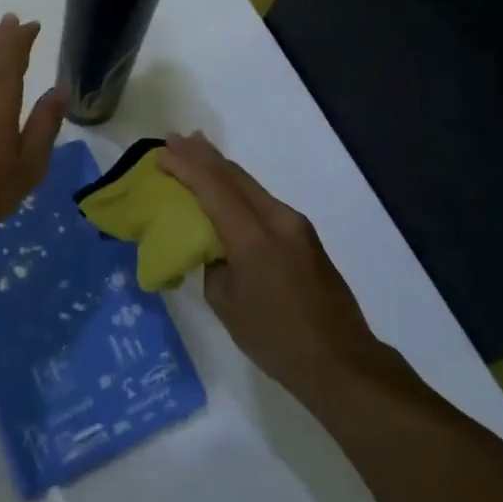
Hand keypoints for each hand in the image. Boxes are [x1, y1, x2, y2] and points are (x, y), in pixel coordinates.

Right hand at [159, 133, 383, 401]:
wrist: (341, 362)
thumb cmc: (276, 339)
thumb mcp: (227, 305)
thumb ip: (215, 264)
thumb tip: (218, 249)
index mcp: (253, 237)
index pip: (213, 188)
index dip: (185, 167)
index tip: (161, 153)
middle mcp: (277, 219)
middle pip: (234, 176)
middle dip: (203, 155)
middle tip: (175, 138)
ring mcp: (295, 225)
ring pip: (250, 185)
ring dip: (221, 168)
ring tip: (196, 150)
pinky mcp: (304, 237)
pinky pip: (262, 201)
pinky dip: (238, 188)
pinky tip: (226, 187)